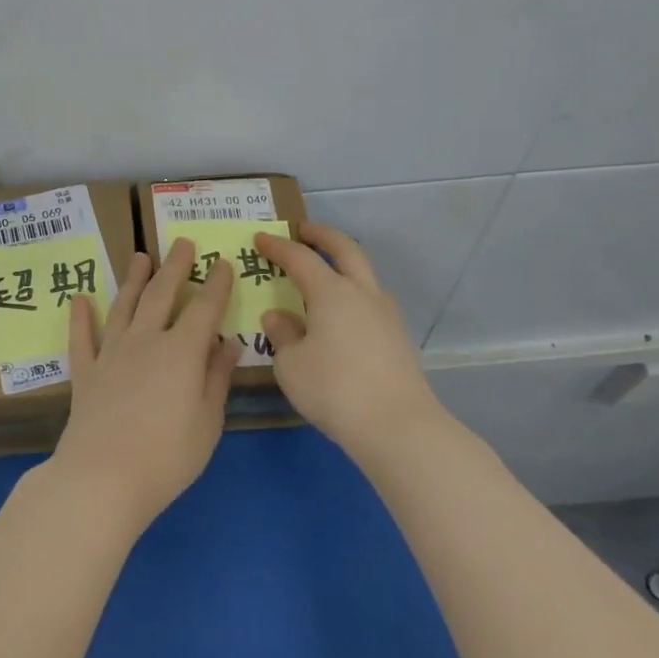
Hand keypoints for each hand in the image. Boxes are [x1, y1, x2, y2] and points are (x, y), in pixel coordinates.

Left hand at [46, 238, 243, 531]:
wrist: (103, 478)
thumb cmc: (167, 456)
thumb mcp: (208, 421)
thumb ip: (217, 377)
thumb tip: (227, 342)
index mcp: (182, 351)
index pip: (204, 308)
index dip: (216, 284)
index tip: (223, 262)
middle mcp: (146, 340)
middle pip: (162, 294)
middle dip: (175, 267)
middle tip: (181, 242)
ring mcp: (111, 353)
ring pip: (124, 306)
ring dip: (133, 279)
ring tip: (140, 257)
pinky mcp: (85, 372)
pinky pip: (82, 338)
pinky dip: (81, 317)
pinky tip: (80, 299)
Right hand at [254, 223, 443, 460]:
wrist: (397, 426)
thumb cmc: (334, 389)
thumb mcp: (291, 364)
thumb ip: (282, 335)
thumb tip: (278, 316)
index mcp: (332, 292)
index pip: (301, 258)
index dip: (279, 246)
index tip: (260, 238)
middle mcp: (362, 293)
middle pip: (345, 250)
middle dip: (322, 236)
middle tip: (302, 230)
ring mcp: (386, 314)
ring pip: (363, 275)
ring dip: (342, 265)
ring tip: (321, 275)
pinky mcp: (397, 337)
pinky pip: (370, 301)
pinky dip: (351, 294)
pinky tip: (339, 315)